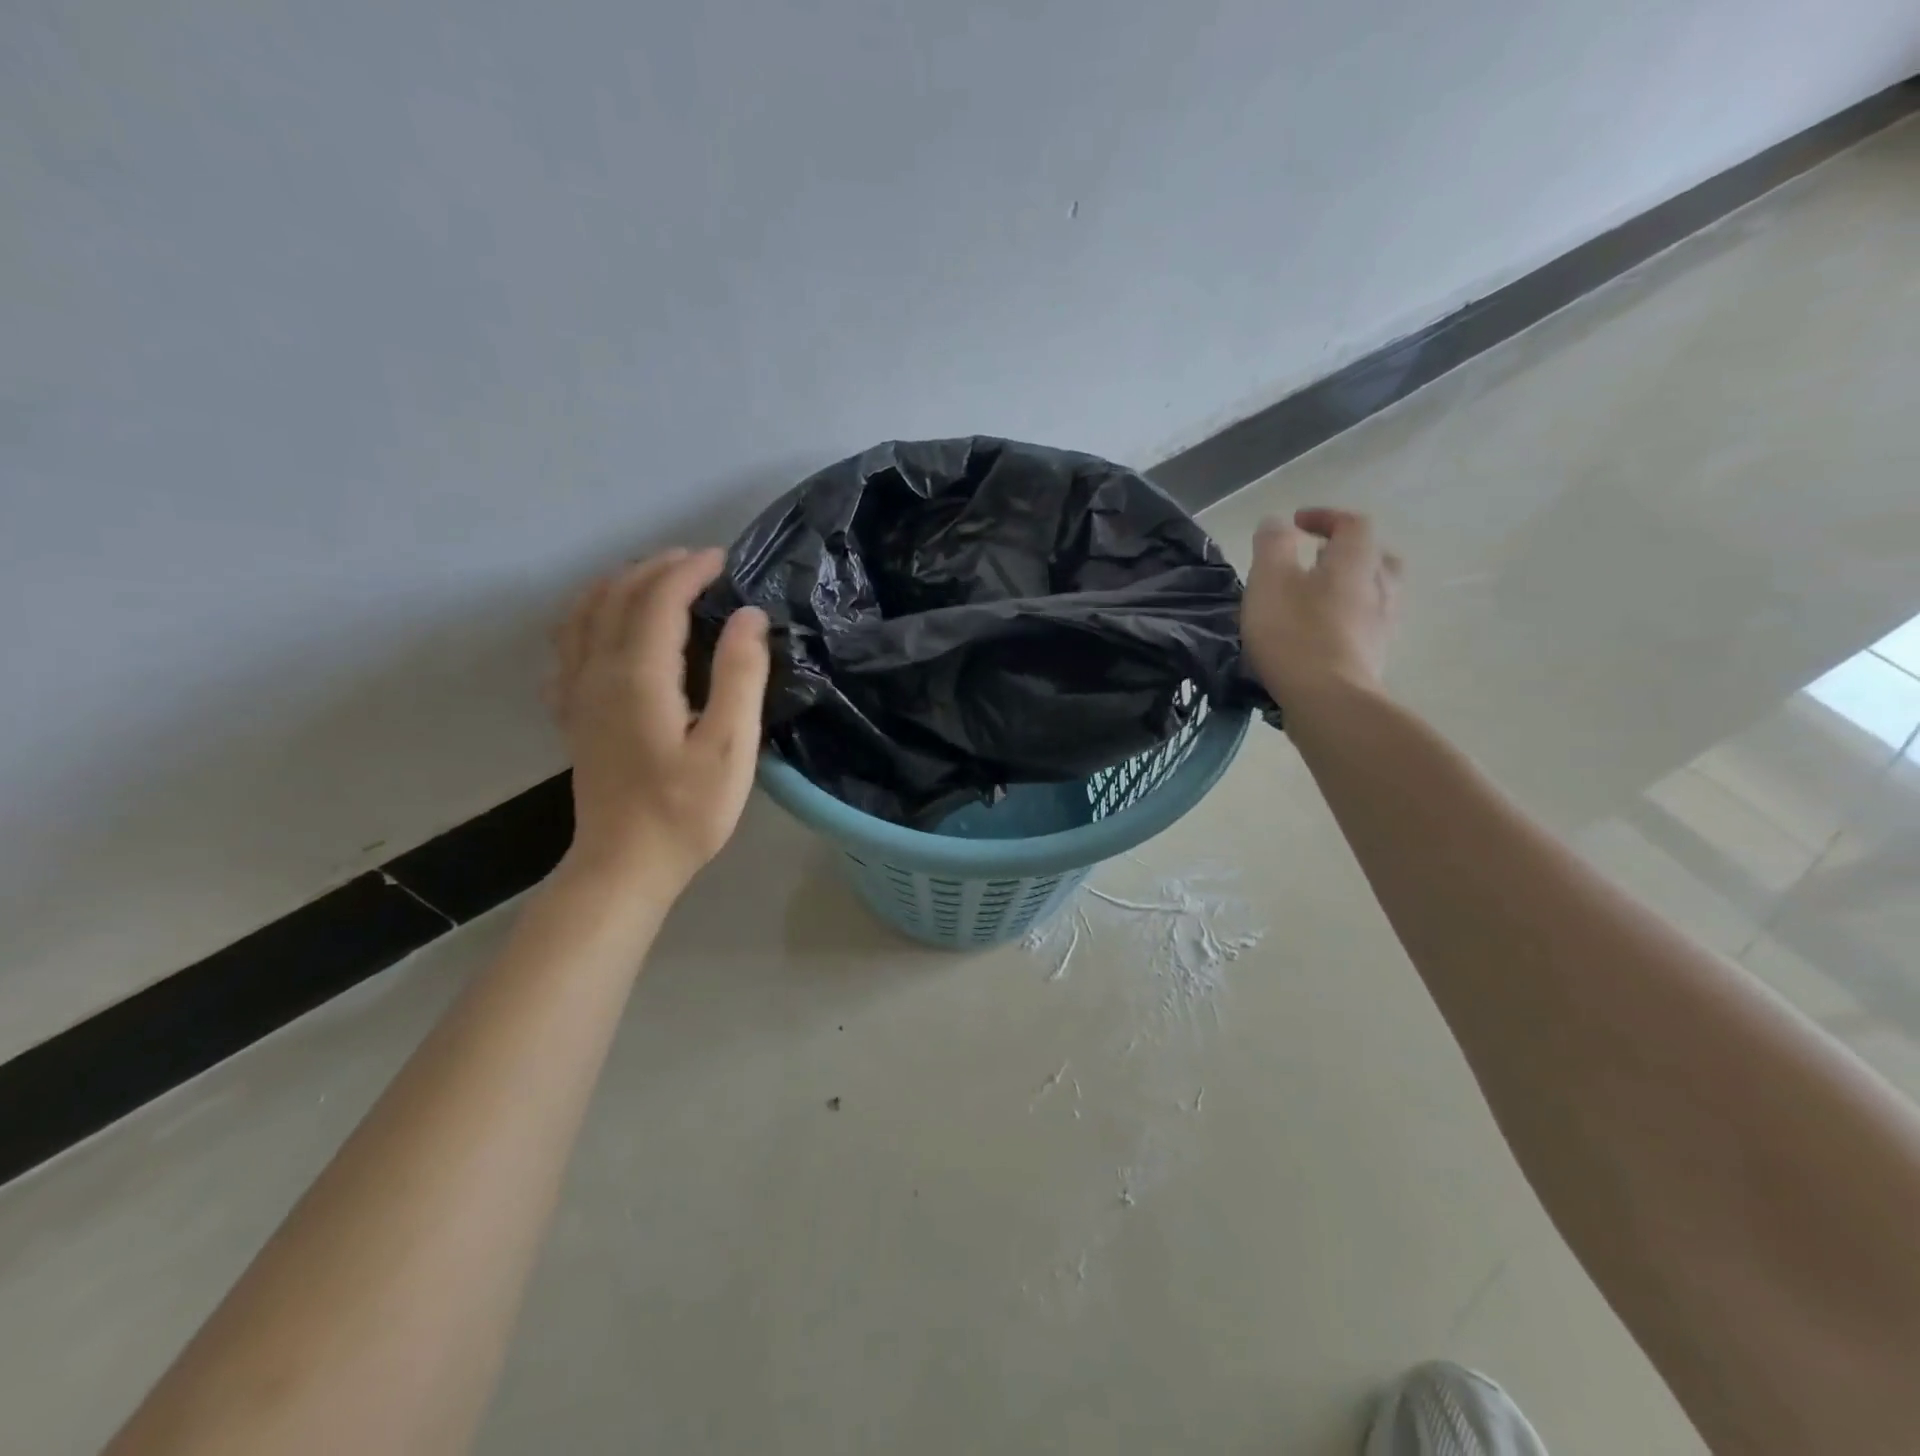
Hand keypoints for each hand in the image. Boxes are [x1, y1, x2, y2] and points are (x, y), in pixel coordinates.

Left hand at [549, 548, 769, 894]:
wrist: (625, 865)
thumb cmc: (687, 810)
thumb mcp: (731, 747)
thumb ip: (740, 676)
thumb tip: (749, 616)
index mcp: (638, 676)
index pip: (658, 599)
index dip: (689, 571)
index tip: (723, 559)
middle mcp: (598, 672)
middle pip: (617, 597)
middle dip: (656, 568)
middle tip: (696, 561)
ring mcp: (577, 693)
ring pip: (584, 614)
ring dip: (617, 584)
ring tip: (652, 578)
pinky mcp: (573, 714)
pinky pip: (568, 645)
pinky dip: (587, 616)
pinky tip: (605, 625)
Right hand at [1242, 508, 1402, 703]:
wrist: (1328, 701)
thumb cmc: (1295, 633)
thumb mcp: (1270, 580)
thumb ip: (1272, 545)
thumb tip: (1277, 524)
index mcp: (1356, 561)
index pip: (1352, 523)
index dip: (1326, 517)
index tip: (1296, 523)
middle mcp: (1380, 586)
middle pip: (1374, 557)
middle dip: (1345, 553)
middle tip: (1315, 560)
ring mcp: (1382, 625)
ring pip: (1373, 593)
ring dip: (1348, 588)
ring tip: (1315, 599)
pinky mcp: (1374, 657)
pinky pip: (1365, 625)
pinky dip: (1345, 619)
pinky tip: (1321, 634)